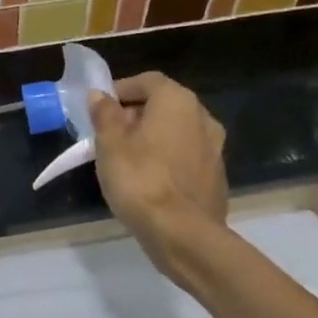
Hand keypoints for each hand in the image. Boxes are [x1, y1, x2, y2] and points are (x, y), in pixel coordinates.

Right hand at [89, 73, 227, 278]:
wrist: (184, 237)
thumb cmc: (141, 180)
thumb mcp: (110, 144)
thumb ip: (105, 114)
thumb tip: (99, 96)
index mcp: (177, 100)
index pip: (146, 81)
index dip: (121, 90)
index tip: (101, 109)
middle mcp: (202, 116)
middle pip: (163, 104)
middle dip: (135, 115)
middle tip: (110, 135)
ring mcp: (215, 148)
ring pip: (177, 131)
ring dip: (153, 138)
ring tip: (127, 159)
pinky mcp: (217, 177)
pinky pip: (187, 157)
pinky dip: (168, 160)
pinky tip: (150, 181)